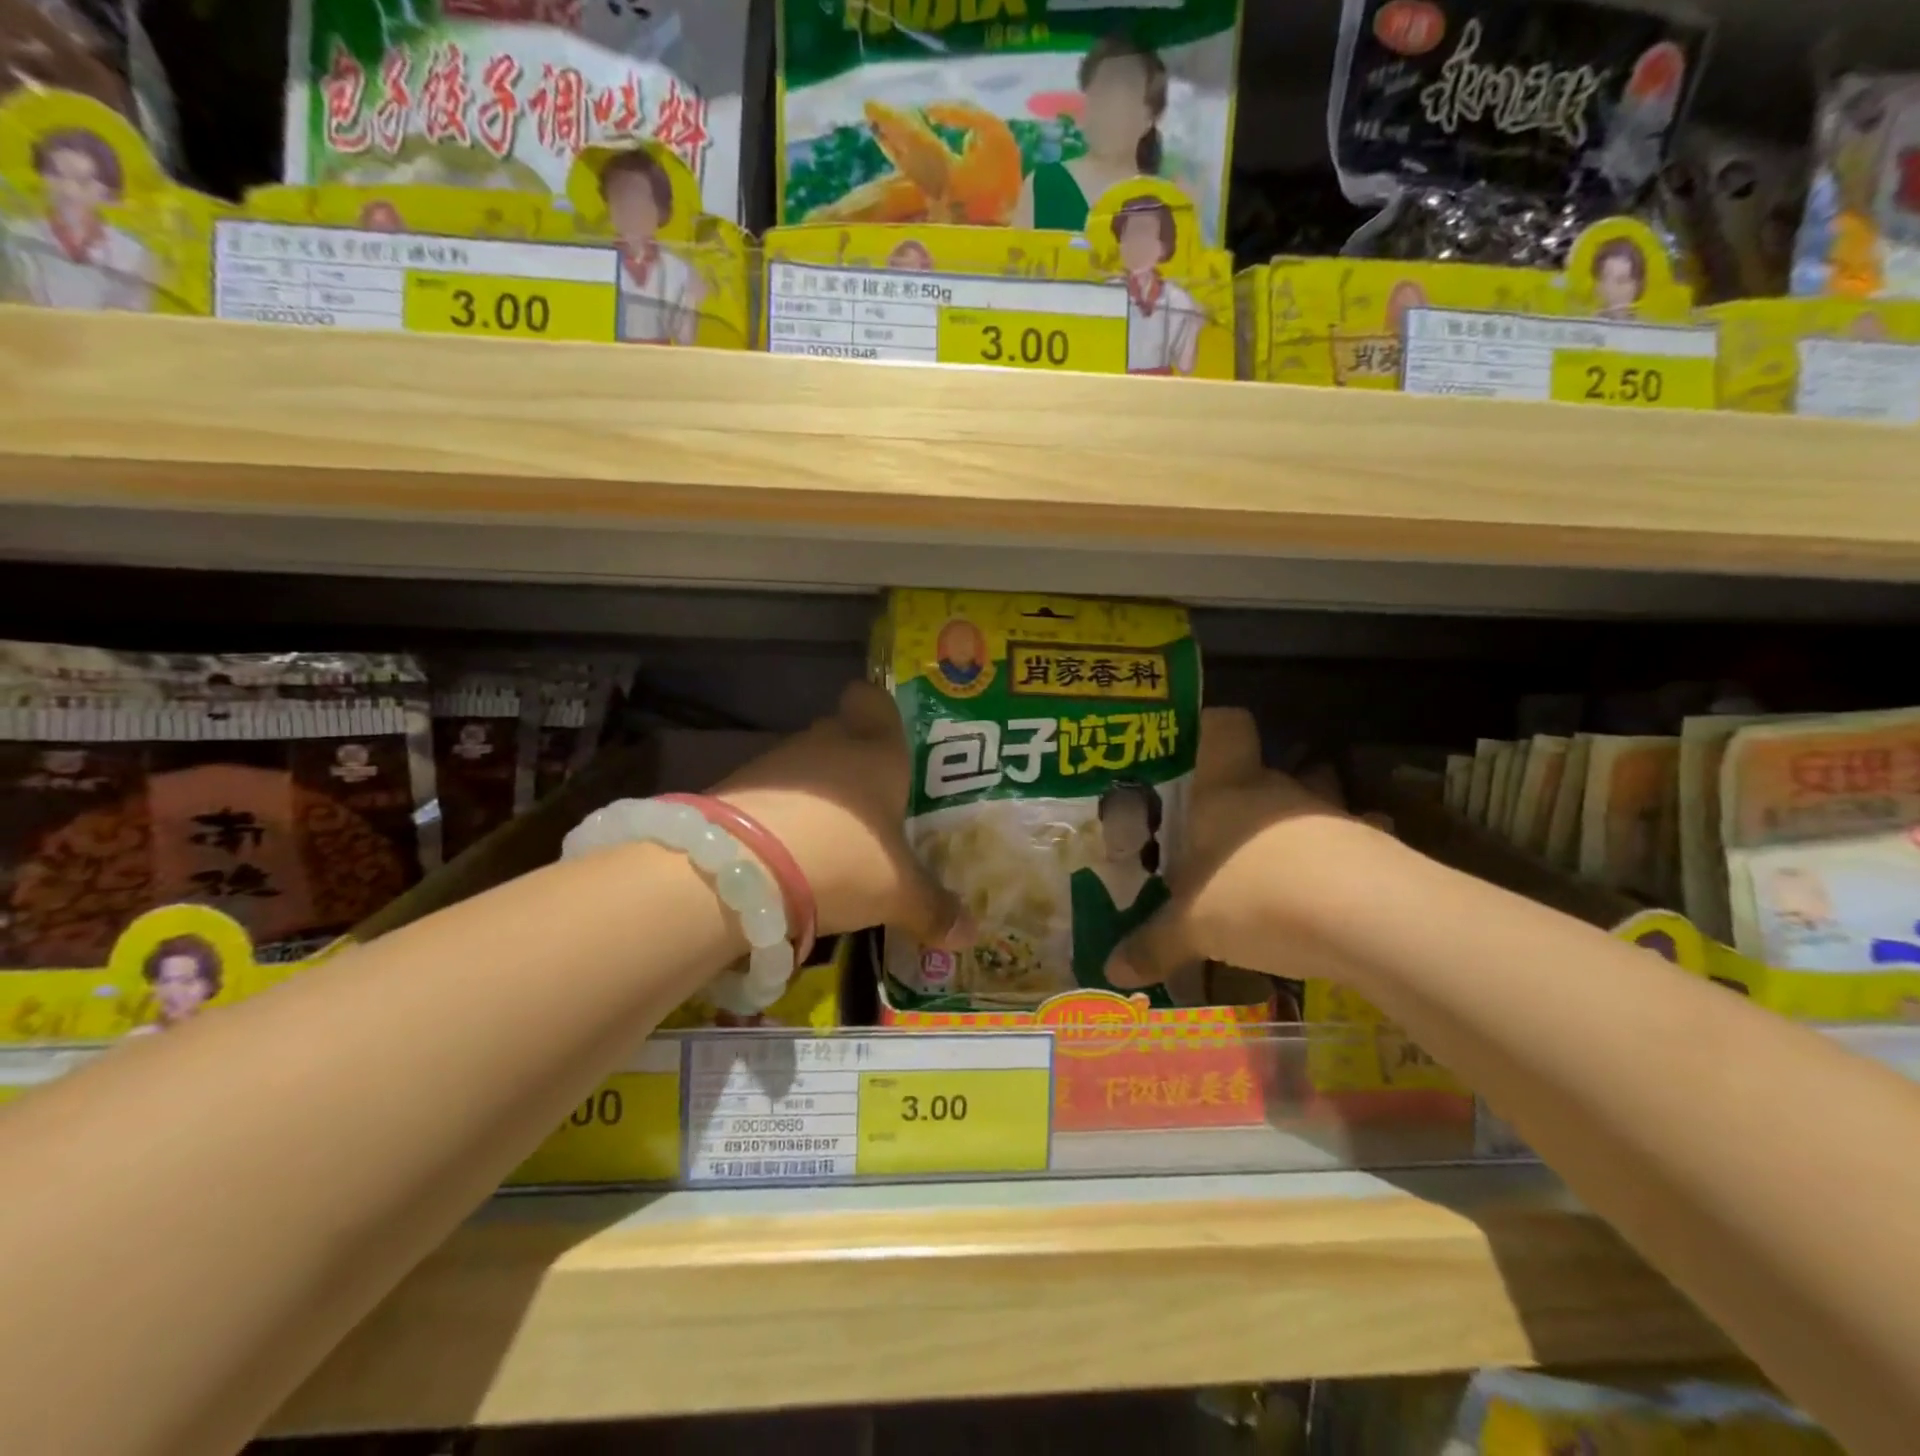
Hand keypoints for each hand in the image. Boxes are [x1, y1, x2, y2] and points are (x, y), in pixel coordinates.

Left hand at [714, 682, 973, 947]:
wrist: (741, 868)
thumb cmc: (844, 857)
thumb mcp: (898, 892)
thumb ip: (934, 909)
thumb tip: (971, 935)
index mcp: (876, 750)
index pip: (875, 700)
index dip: (880, 712)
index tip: (888, 739)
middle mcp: (827, 743)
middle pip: (841, 736)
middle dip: (854, 767)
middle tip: (873, 809)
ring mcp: (776, 763)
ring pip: (804, 769)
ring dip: (816, 798)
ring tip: (831, 844)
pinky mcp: (737, 789)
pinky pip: (771, 797)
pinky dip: (781, 820)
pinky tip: (789, 858)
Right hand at [1104, 708, 1367, 989]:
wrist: (1366, 917)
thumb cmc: (1256, 897)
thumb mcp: (1193, 928)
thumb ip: (1154, 945)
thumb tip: (1112, 970)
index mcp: (1225, 791)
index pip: (1224, 729)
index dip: (1211, 729)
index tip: (1195, 751)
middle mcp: (1277, 791)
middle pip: (1262, 773)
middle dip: (1243, 801)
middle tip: (1218, 839)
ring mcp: (1329, 817)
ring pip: (1308, 807)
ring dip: (1293, 831)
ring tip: (1273, 871)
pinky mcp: (1374, 850)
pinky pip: (1350, 848)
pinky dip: (1339, 866)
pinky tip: (1328, 898)